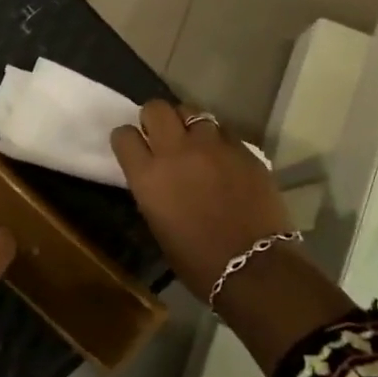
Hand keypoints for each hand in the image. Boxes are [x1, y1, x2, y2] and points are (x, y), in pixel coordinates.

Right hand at [111, 99, 291, 302]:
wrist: (254, 268)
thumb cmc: (197, 260)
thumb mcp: (158, 223)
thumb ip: (152, 189)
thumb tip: (156, 176)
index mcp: (147, 175)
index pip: (123, 135)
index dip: (127, 139)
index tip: (133, 147)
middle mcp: (175, 151)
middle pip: (156, 108)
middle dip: (155, 118)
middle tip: (162, 135)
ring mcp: (212, 146)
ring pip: (192, 111)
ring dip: (188, 124)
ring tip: (195, 142)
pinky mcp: (243, 149)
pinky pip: (223, 131)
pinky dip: (218, 140)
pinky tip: (223, 159)